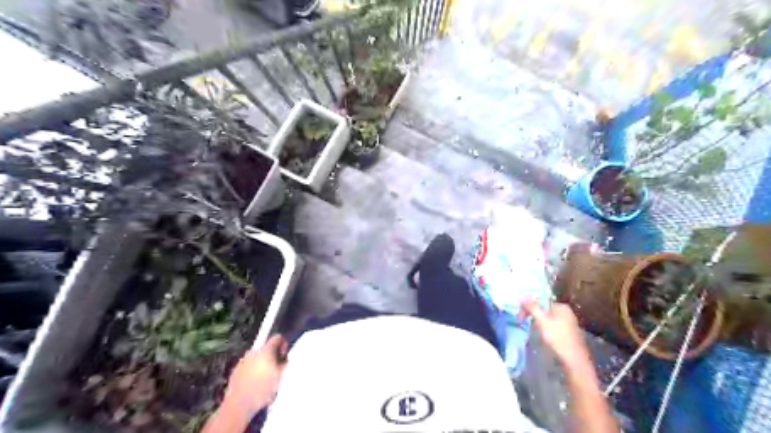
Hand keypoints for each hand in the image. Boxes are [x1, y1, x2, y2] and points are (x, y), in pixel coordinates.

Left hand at [221, 337, 290, 416]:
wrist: (238, 406)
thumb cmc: (262, 391)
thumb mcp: (280, 377)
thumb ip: (284, 364)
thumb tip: (285, 359)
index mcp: (265, 351)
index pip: (277, 338)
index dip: (283, 344)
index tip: (284, 354)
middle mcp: (253, 352)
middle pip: (266, 348)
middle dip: (272, 356)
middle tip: (276, 368)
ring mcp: (242, 361)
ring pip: (256, 358)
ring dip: (262, 363)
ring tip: (265, 378)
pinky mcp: (235, 371)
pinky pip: (248, 366)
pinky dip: (252, 371)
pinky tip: (254, 383)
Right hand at [524, 301, 590, 367]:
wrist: (574, 361)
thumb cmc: (558, 338)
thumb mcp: (542, 321)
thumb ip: (532, 308)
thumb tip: (523, 296)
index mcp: (562, 307)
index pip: (540, 302)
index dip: (528, 308)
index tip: (520, 317)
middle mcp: (567, 313)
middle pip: (544, 310)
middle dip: (533, 315)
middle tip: (522, 323)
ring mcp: (569, 323)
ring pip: (548, 319)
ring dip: (538, 323)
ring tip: (533, 331)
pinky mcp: (569, 334)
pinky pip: (553, 326)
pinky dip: (546, 329)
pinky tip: (543, 337)